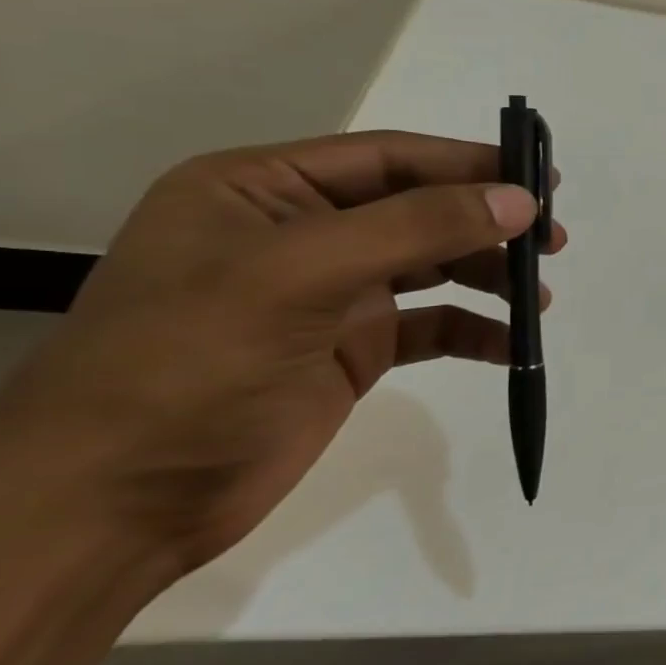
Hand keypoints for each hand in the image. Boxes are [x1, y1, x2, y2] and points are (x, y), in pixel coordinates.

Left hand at [0, 132, 562, 664]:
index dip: (470, 165)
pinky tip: (510, 344)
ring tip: (539, 294)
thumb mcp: (300, 276)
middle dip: (488, 223)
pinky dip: (474, 329)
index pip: (390, 159)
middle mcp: (299, 233)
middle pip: (419, 209)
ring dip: (488, 275)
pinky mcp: (350, 350)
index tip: (543, 180)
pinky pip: (431, 325)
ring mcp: (327, 294)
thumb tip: (521, 200)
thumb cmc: (190, 366)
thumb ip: (416, 227)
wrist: (112, 505)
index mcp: (263, 191)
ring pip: (432, 265)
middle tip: (553, 239)